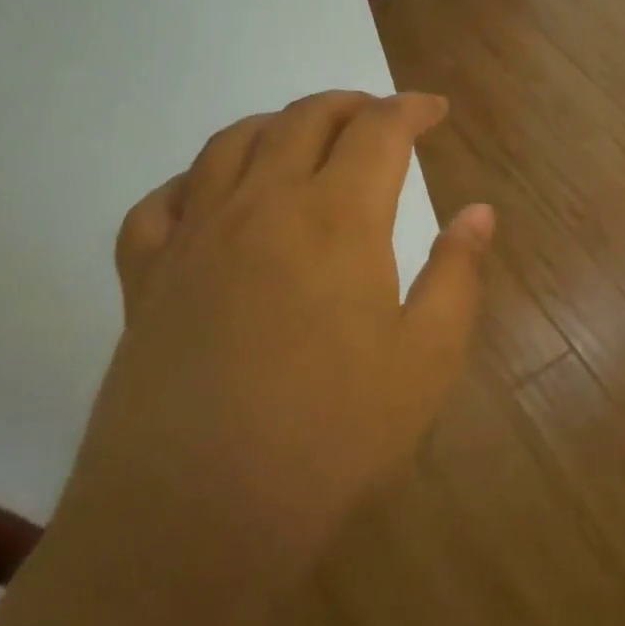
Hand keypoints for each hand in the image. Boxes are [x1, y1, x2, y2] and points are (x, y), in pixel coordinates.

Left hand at [52, 90, 492, 616]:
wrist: (196, 520)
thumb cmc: (331, 439)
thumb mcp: (426, 362)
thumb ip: (456, 274)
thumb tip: (479, 212)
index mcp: (336, 218)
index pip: (380, 130)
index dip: (412, 108)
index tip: (435, 111)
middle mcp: (262, 205)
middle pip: (304, 119)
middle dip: (350, 105)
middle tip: (379, 118)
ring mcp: (194, 237)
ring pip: (231, 143)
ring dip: (277, 124)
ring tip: (303, 138)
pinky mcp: (145, 278)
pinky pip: (161, 203)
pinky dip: (193, 181)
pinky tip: (210, 197)